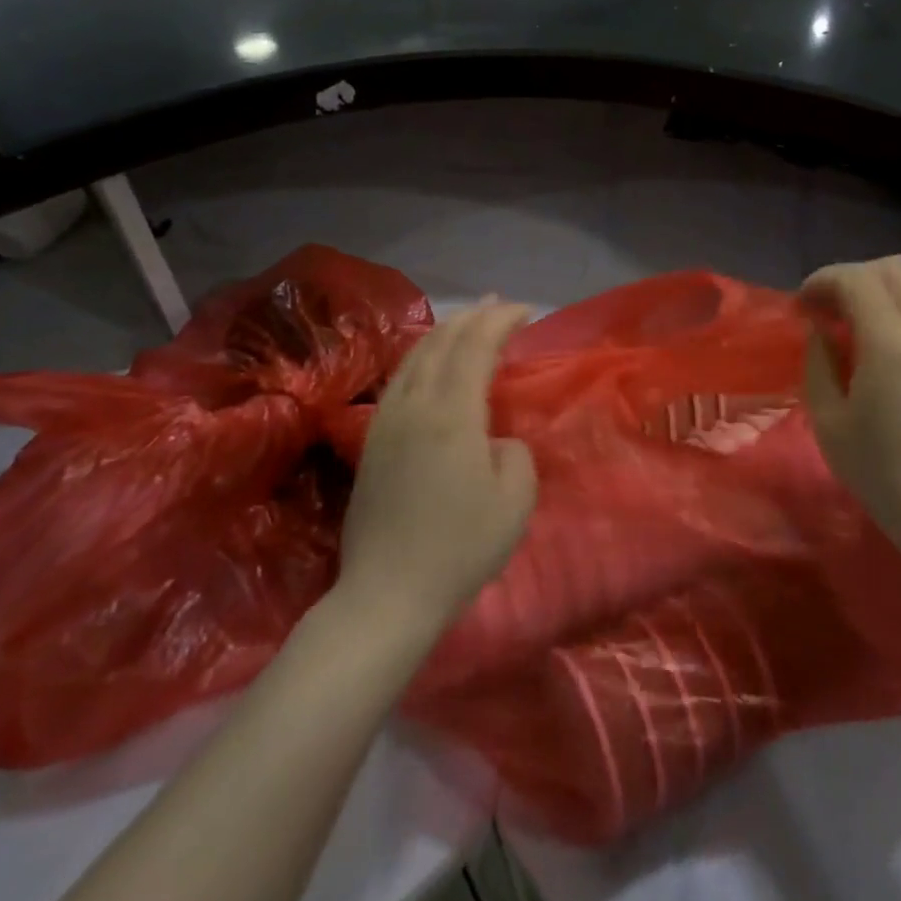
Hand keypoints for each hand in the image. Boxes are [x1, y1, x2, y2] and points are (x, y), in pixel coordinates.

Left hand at [337, 301, 537, 630]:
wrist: (387, 594)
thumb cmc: (460, 548)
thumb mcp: (515, 500)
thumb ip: (514, 453)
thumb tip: (495, 442)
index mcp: (451, 414)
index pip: (476, 346)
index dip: (501, 321)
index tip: (526, 311)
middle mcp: (415, 405)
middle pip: (442, 341)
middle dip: (473, 317)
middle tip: (499, 305)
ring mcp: (387, 421)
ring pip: (415, 356)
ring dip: (445, 331)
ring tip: (467, 322)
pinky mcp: (373, 441)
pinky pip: (400, 378)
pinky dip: (423, 355)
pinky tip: (431, 362)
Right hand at [801, 256, 900, 559]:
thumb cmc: (882, 474)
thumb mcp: (829, 421)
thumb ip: (819, 362)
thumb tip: (821, 329)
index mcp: (892, 345)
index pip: (857, 279)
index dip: (823, 281)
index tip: (803, 305)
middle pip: (896, 268)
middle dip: (855, 276)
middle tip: (831, 309)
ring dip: (886, 287)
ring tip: (861, 320)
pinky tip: (891, 341)